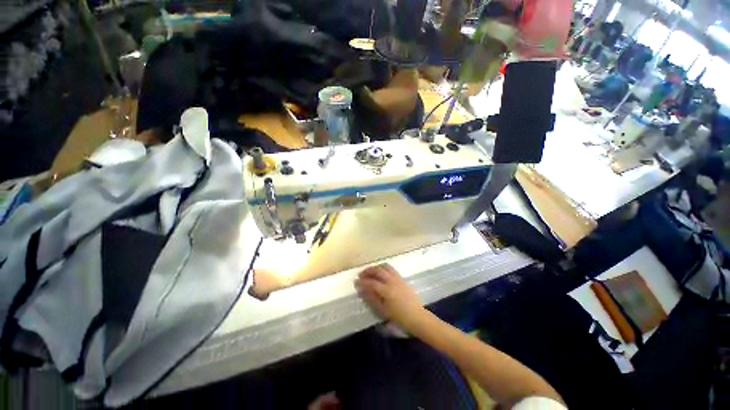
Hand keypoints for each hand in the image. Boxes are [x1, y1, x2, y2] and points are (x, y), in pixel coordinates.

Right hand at [354, 264, 424, 330]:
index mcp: (386, 290)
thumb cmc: (399, 317)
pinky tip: (380, 272)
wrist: (416, 316)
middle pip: (377, 270)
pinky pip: (390, 268)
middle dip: (368, 271)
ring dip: (375, 267)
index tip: (356, 282)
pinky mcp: (401, 277)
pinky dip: (383, 267)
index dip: (362, 281)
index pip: (371, 282)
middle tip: (361, 274)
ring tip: (369, 271)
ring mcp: (397, 278)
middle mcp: (391, 281)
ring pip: (384, 266)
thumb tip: (362, 290)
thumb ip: (372, 298)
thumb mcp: (383, 310)